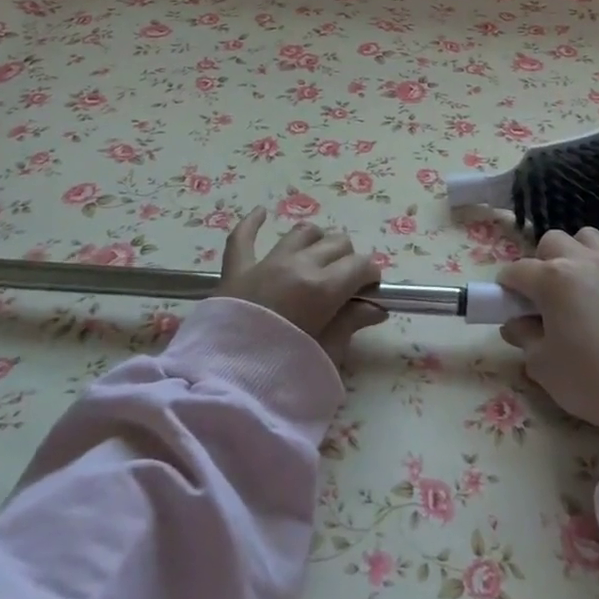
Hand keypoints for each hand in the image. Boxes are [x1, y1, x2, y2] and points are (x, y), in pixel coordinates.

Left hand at [218, 208, 386, 361]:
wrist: (222, 384)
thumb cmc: (281, 373)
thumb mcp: (326, 353)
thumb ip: (350, 324)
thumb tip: (376, 308)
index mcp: (323, 288)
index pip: (361, 265)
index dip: (370, 277)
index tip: (369, 293)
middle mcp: (297, 265)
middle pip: (336, 243)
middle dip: (348, 260)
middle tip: (344, 286)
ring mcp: (266, 263)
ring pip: (302, 232)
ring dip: (316, 242)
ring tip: (317, 260)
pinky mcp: (236, 269)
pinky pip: (243, 237)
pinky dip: (253, 223)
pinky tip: (262, 213)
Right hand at [498, 228, 598, 438]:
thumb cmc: (589, 381)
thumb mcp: (541, 365)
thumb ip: (523, 336)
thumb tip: (515, 323)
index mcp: (552, 279)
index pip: (517, 271)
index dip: (507, 287)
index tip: (508, 303)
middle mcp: (583, 261)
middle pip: (552, 242)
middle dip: (542, 263)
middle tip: (546, 295)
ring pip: (589, 237)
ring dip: (578, 253)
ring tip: (582, 282)